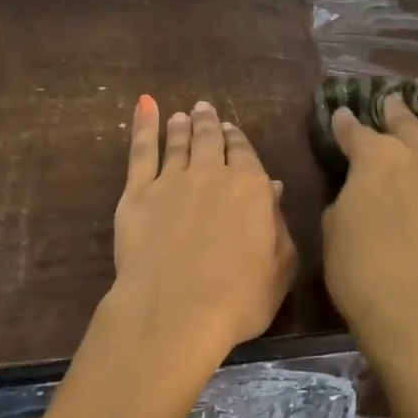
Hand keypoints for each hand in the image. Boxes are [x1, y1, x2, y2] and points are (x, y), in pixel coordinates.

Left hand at [104, 95, 296, 383]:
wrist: (177, 311)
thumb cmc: (240, 298)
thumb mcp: (280, 266)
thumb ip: (278, 223)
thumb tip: (272, 188)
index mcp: (251, 187)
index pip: (245, 153)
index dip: (238, 139)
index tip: (231, 129)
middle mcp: (212, 174)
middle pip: (210, 140)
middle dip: (209, 123)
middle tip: (205, 110)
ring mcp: (171, 180)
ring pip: (178, 142)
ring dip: (181, 126)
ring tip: (182, 116)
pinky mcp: (137, 193)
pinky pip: (142, 150)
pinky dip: (144, 125)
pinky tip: (145, 106)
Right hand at [321, 96, 417, 361]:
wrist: (416, 312)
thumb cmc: (360, 273)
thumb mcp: (333, 231)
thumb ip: (347, 201)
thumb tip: (359, 194)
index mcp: (377, 160)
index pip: (355, 131)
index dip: (345, 124)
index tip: (342, 117)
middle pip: (410, 122)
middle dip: (396, 111)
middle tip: (392, 107)